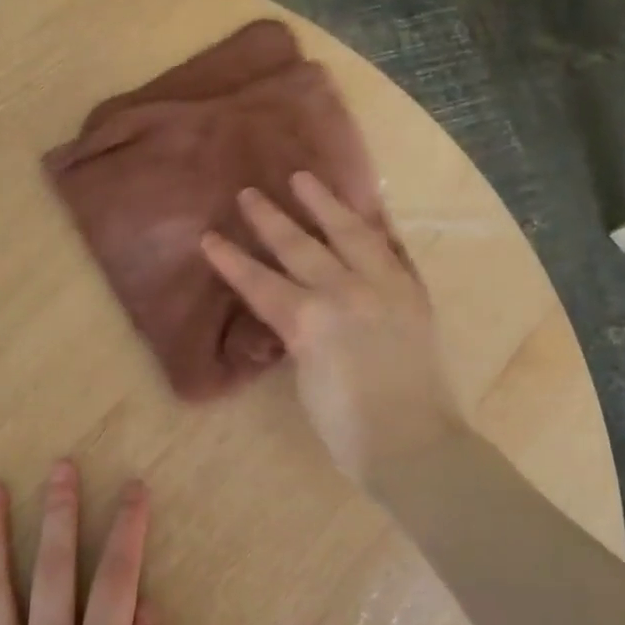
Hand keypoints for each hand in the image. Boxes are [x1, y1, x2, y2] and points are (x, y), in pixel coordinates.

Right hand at [200, 172, 466, 485]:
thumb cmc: (347, 429)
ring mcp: (384, 287)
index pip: (259, 281)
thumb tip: (294, 313)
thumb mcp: (305, 380)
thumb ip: (298, 336)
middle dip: (270, 219)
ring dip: (325, 203)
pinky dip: (375, 226)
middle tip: (250, 193)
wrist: (415, 445)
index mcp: (309, 321)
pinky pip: (392, 248)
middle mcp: (345, 292)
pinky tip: (366, 209)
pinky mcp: (413, 294)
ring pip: (351, 232)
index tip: (209, 236)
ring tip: (305, 179)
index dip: (231, 260)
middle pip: (300, 246)